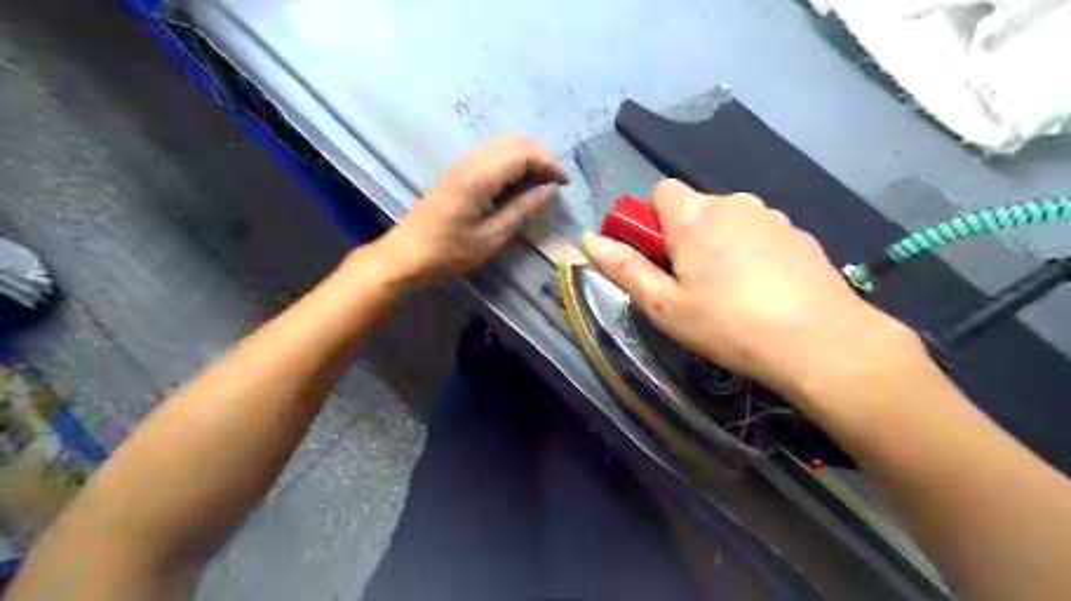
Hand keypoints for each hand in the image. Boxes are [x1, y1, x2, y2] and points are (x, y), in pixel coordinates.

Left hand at [371, 134, 568, 289]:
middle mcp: (471, 160)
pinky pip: (494, 154)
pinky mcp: (459, 169)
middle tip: (556, 182)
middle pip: (516, 140)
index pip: (524, 152)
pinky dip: (514, 162)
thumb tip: (549, 190)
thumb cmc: (450, 251)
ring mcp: (463, 162)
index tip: (565, 184)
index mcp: (480, 176)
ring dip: (529, 157)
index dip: (551, 163)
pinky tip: (519, 184)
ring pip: (505, 143)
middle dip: (543, 156)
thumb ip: (523, 210)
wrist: (408, 253)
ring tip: (542, 184)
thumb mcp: (492, 238)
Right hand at [583, 181, 925, 400]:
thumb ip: (623, 268)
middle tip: (690, 283)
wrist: (819, 340)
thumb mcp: (663, 304)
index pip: (660, 192)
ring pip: (729, 221)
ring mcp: (771, 216)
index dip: (651, 220)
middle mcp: (733, 202)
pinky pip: (760, 234)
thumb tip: (589, 241)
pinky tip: (762, 290)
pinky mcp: (799, 234)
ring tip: (728, 291)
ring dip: (718, 244)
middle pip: (695, 208)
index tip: (656, 256)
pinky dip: (751, 252)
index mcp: (694, 215)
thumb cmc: (727, 323)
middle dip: (684, 236)